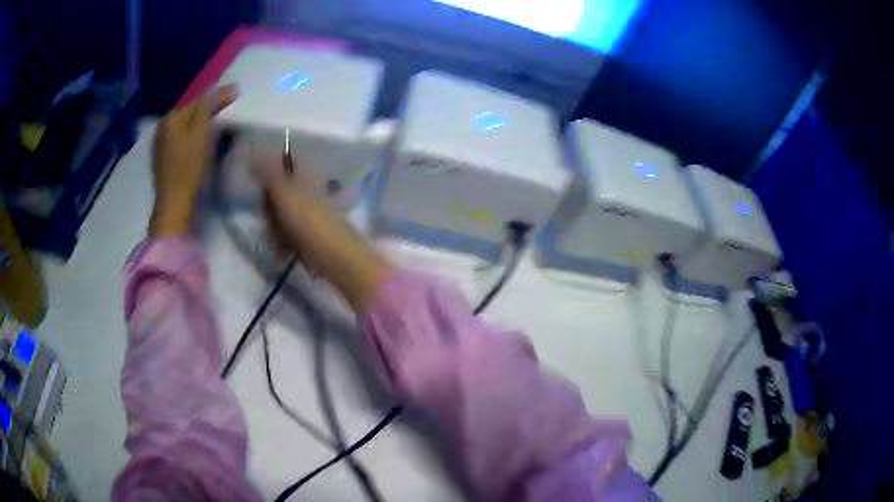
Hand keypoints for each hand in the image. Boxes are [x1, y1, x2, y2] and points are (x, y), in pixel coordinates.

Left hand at [149, 85, 237, 236]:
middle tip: (229, 102)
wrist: (174, 207)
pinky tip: (202, 136)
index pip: (198, 99)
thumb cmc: (188, 169)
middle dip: (208, 105)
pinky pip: (182, 136)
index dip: (218, 94)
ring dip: (201, 118)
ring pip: (186, 123)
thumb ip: (209, 107)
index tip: (237, 92)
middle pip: (190, 109)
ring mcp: (161, 144)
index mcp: (171, 118)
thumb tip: (227, 87)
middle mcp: (163, 126)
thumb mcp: (201, 134)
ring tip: (218, 116)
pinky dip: (194, 132)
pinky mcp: (164, 159)